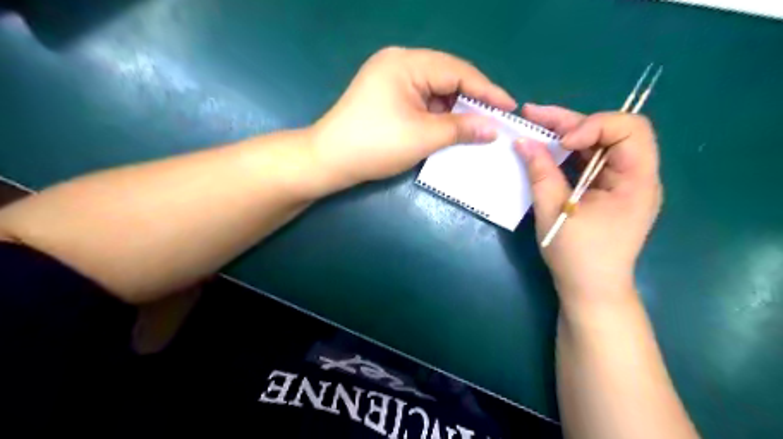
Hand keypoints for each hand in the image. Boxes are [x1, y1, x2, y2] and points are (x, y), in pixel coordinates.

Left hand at [309, 46, 518, 191]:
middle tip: (495, 120)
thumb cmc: (375, 145)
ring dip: (454, 109)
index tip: (510, 107)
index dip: (487, 90)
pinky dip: (437, 114)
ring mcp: (391, 79)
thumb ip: (461, 128)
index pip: (458, 71)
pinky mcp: (387, 95)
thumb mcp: (423, 136)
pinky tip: (450, 127)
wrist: (329, 161)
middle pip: (447, 77)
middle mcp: (399, 63)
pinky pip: (421, 100)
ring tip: (476, 127)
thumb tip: (493, 128)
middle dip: (471, 100)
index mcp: (407, 63)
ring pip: (435, 90)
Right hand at [518, 105, 661, 307]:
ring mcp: (620, 183)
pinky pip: (588, 162)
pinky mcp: (605, 191)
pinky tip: (544, 149)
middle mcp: (635, 176)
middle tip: (532, 115)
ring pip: (596, 144)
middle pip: (610, 132)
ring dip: (565, 133)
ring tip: (532, 125)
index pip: (629, 129)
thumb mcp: (554, 212)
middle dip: (570, 121)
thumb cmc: (578, 256)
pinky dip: (566, 154)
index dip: (594, 126)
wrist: (590, 291)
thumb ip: (541, 173)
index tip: (562, 143)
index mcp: (636, 181)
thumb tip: (522, 141)